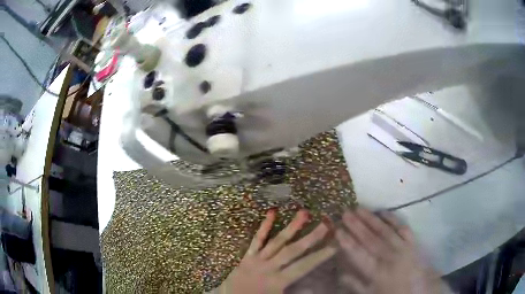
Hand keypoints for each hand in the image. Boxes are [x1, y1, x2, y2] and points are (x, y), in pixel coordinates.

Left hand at [216, 209, 335, 293]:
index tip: (334, 245)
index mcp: (278, 281)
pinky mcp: (247, 255)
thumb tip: (313, 286)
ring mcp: (257, 259)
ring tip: (304, 213)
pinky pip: (256, 240)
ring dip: (291, 227)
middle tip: (325, 223)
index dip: (319, 256)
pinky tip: (272, 212)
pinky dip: (264, 227)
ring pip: (277, 241)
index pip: (303, 266)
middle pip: (293, 250)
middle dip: (311, 237)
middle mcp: (269, 267)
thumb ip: (296, 292)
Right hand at [335, 208, 448, 293]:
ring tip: (359, 208)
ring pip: (385, 230)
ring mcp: (403, 247)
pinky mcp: (412, 241)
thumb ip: (355, 284)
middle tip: (345, 212)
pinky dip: (392, 219)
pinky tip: (383, 212)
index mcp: (378, 271)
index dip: (347, 242)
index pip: (359, 254)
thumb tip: (340, 273)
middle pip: (371, 239)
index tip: (337, 229)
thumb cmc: (392, 293)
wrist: (419, 290)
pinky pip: (402, 227)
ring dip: (371, 219)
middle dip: (356, 225)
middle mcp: (390, 256)